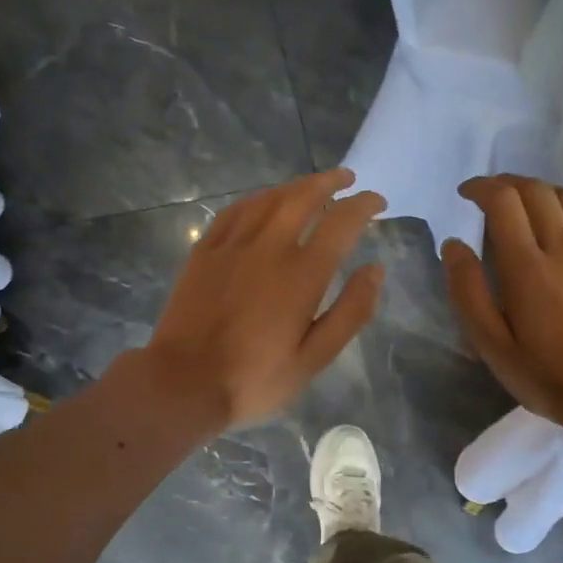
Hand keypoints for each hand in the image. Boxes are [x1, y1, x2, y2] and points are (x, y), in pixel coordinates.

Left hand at [139, 170, 386, 432]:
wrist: (184, 383)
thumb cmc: (256, 378)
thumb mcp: (315, 357)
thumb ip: (351, 311)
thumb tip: (376, 269)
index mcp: (302, 273)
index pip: (342, 222)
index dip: (364, 205)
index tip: (377, 201)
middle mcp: (269, 247)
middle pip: (303, 196)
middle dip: (330, 182)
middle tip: (347, 179)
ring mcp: (232, 245)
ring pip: (268, 198)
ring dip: (295, 186)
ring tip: (311, 186)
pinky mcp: (204, 252)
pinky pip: (234, 211)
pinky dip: (257, 199)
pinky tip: (262, 202)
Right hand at [444, 176, 562, 427]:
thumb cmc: (546, 375)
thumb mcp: (492, 345)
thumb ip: (468, 292)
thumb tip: (453, 245)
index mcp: (527, 267)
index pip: (503, 202)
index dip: (482, 187)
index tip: (467, 194)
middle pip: (537, 191)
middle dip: (509, 183)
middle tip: (492, 197)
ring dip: (542, 192)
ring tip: (527, 206)